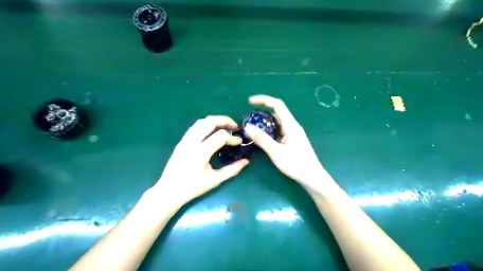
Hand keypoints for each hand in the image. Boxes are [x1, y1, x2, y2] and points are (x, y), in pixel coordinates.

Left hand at [152, 115, 248, 206]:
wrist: (168, 191)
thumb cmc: (193, 188)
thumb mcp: (215, 180)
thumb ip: (232, 170)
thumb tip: (246, 161)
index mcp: (200, 153)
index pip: (220, 136)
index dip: (232, 137)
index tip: (238, 142)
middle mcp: (191, 142)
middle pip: (209, 122)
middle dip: (224, 120)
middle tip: (234, 126)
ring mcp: (184, 141)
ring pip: (200, 122)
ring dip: (214, 121)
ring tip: (225, 126)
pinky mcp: (181, 142)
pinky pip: (194, 127)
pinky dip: (205, 125)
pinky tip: (211, 132)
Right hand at [246, 95, 328, 190]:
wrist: (312, 177)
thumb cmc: (296, 164)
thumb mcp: (276, 152)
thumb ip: (262, 139)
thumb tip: (248, 126)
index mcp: (291, 125)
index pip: (277, 105)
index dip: (263, 100)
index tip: (250, 102)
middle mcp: (292, 126)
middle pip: (276, 113)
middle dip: (261, 112)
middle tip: (248, 118)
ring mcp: (292, 133)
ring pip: (276, 123)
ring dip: (264, 123)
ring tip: (252, 127)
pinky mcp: (291, 140)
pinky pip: (278, 131)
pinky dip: (268, 131)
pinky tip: (261, 137)